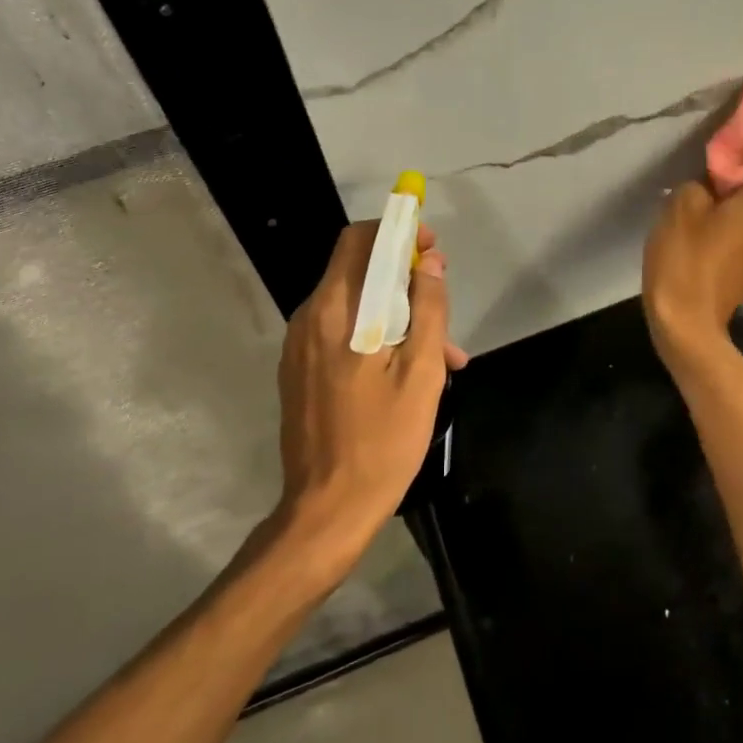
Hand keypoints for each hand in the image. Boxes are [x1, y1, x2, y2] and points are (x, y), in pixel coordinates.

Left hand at [273, 220, 467, 563]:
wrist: (326, 511)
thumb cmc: (382, 441)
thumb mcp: (421, 372)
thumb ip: (428, 308)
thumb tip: (429, 261)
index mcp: (335, 311)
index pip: (359, 240)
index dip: (398, 232)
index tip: (431, 247)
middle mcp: (309, 319)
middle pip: (357, 271)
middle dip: (405, 279)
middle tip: (443, 306)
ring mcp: (299, 347)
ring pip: (355, 306)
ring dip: (397, 314)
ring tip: (442, 355)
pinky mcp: (300, 372)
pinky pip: (342, 334)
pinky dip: (376, 336)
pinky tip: (408, 372)